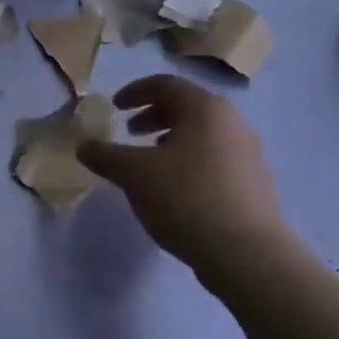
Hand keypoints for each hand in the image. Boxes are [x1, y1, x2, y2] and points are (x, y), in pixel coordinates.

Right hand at [77, 76, 295, 281]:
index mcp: (205, 109)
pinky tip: (174, 190)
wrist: (248, 254)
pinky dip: (188, 161)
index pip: (166, 84)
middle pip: (187, 107)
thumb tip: (84, 146)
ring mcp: (249, 154)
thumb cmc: (187, 199)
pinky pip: (214, 158)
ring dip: (170, 140)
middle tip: (130, 132)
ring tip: (149, 164)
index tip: (114, 107)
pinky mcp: (254, 184)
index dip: (135, 91)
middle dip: (153, 116)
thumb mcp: (134, 174)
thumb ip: (105, 155)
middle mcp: (232, 123)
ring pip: (202, 134)